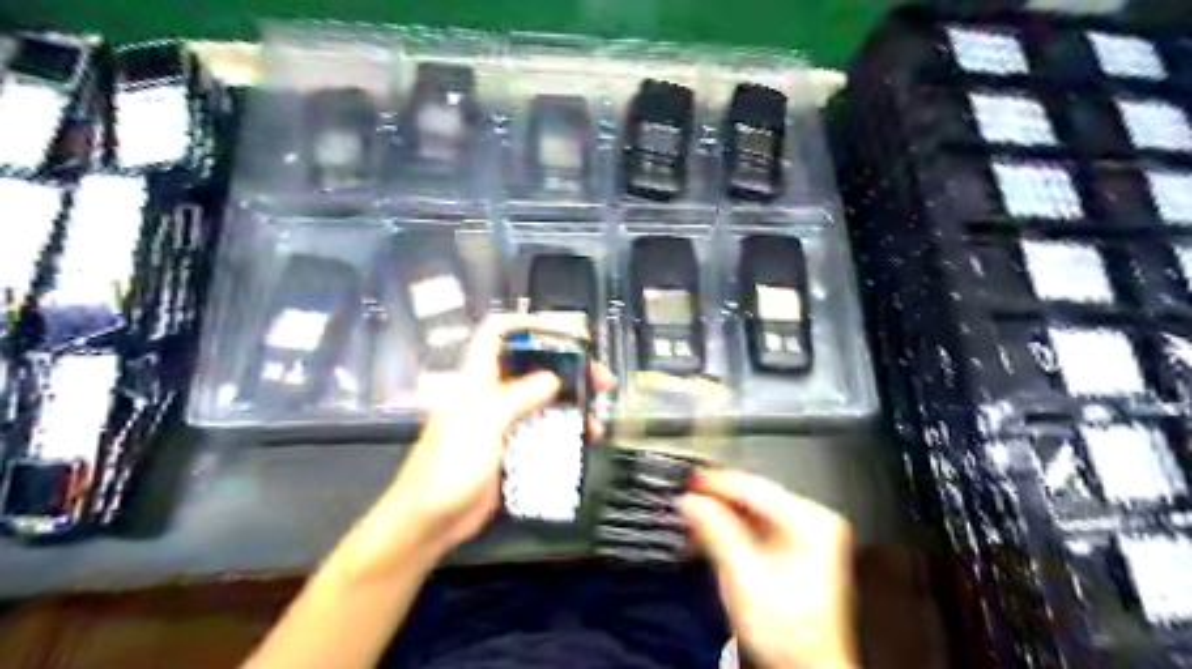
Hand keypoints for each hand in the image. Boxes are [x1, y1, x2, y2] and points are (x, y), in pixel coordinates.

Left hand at [373, 315, 615, 561]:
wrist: (430, 522)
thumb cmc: (447, 468)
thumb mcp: (482, 424)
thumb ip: (517, 397)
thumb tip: (552, 378)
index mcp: (477, 379)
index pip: (497, 332)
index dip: (528, 324)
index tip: (565, 334)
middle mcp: (492, 394)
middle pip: (533, 366)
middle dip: (568, 367)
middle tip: (600, 380)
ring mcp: (503, 422)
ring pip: (543, 400)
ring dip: (572, 403)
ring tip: (597, 417)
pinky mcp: (513, 447)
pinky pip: (544, 430)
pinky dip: (566, 430)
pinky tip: (583, 439)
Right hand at [680, 470, 857, 668]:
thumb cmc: (787, 632)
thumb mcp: (743, 576)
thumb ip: (715, 531)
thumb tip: (691, 501)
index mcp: (811, 521)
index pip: (754, 488)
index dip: (716, 484)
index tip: (687, 482)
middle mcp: (814, 521)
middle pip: (754, 498)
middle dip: (717, 501)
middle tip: (686, 501)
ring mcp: (809, 534)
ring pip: (754, 512)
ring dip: (722, 516)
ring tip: (694, 518)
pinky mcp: (799, 548)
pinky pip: (759, 526)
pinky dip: (733, 529)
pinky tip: (712, 534)